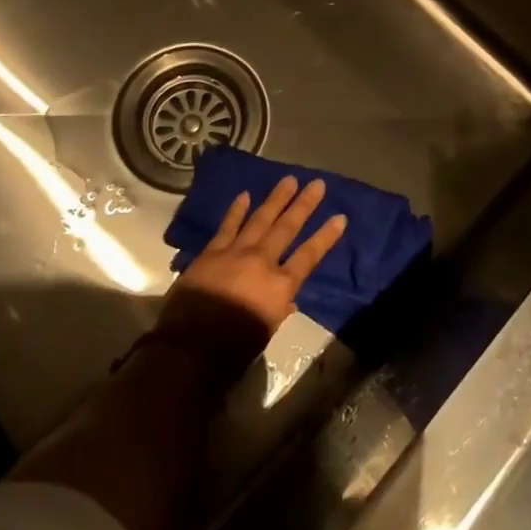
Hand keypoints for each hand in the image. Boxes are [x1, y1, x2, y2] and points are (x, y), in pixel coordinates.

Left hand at [155, 177, 347, 357]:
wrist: (190, 347)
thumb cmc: (233, 349)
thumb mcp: (265, 333)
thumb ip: (278, 311)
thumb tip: (287, 299)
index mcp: (280, 286)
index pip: (309, 256)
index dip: (326, 236)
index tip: (340, 217)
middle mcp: (262, 262)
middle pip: (287, 227)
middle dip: (304, 204)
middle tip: (317, 183)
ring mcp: (236, 252)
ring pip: (260, 219)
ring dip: (276, 199)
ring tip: (289, 179)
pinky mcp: (212, 251)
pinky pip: (228, 225)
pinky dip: (237, 210)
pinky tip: (245, 194)